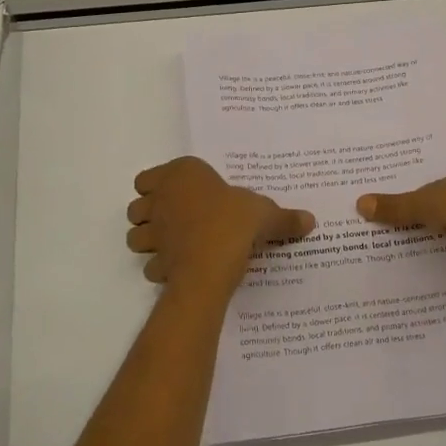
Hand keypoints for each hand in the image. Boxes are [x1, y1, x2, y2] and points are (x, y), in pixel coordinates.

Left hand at [126, 156, 314, 293]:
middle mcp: (160, 200)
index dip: (159, 186)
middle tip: (176, 221)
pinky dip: (160, 268)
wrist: (213, 262)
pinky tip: (179, 269)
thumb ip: (284, 218)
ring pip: (135, 236)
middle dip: (150, 215)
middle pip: (137, 206)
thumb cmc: (235, 221)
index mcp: (182, 175)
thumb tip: (310, 221)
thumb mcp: (266, 214)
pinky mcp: (155, 261)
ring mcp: (154, 232)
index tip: (180, 195)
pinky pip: (150, 264)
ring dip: (148, 241)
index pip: (148, 177)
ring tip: (172, 246)